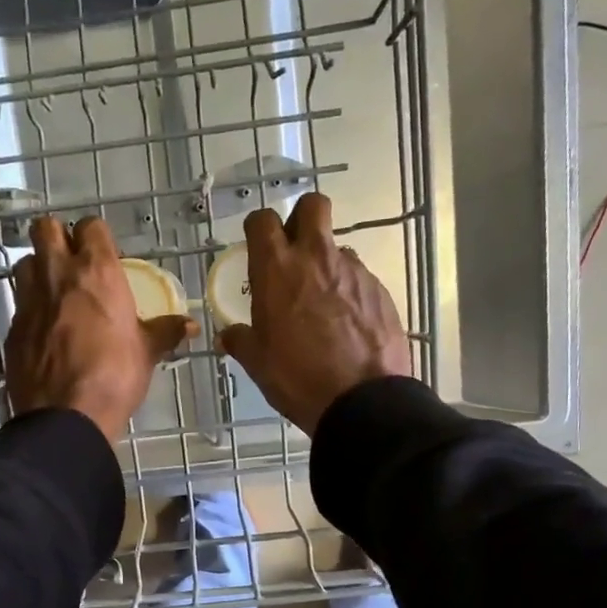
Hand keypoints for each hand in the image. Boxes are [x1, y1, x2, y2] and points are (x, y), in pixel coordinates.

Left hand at [4, 215, 195, 441]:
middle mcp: (57, 274)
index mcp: (96, 271)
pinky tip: (44, 330)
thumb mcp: (146, 353)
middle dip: (57, 238)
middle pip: (45, 229)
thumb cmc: (114, 376)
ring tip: (54, 293)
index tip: (104, 255)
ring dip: (38, 270)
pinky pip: (19, 303)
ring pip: (25, 262)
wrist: (66, 415)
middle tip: (72, 262)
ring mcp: (29, 299)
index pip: (91, 226)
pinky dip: (30, 308)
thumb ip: (165, 332)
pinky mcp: (12, 327)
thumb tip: (190, 326)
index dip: (96, 236)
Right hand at [217, 193, 411, 433]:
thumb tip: (227, 336)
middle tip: (294, 253)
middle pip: (312, 207)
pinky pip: (357, 278)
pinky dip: (348, 291)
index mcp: (278, 270)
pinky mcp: (379, 290)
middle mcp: (317, 258)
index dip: (258, 228)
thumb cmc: (298, 378)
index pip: (263, 220)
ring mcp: (353, 271)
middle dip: (301, 220)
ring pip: (336, 247)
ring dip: (325, 264)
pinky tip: (345, 324)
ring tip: (321, 304)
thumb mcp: (258, 363)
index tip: (257, 248)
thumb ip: (241, 340)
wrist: (362, 400)